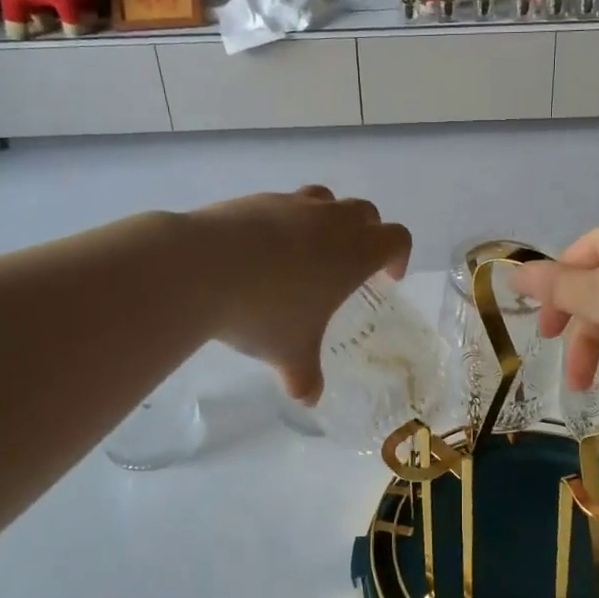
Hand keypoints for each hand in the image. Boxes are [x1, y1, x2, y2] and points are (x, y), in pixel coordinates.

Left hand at [186, 187, 410, 402]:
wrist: (200, 268)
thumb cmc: (263, 312)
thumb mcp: (290, 354)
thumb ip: (305, 376)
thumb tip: (308, 398)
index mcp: (354, 253)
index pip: (397, 239)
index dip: (398, 257)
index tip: (386, 279)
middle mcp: (330, 221)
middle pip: (366, 212)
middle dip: (367, 234)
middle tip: (350, 265)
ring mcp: (292, 204)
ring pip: (326, 200)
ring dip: (329, 220)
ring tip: (308, 251)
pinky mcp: (257, 199)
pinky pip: (284, 204)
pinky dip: (285, 221)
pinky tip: (262, 250)